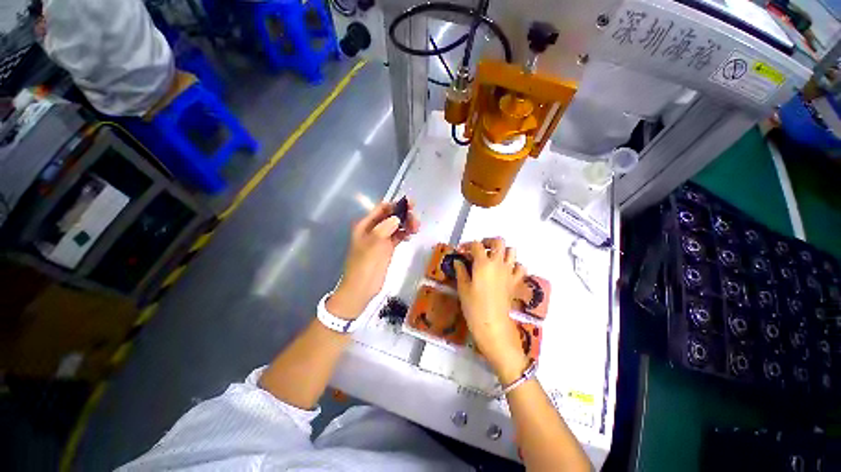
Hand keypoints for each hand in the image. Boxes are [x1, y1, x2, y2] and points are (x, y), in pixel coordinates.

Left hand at [327, 200, 419, 319]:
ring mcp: (381, 239)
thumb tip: (397, 218)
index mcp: (365, 225)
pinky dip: (405, 234)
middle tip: (415, 220)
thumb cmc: (364, 265)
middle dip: (403, 215)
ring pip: (396, 226)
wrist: (362, 288)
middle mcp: (374, 229)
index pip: (381, 209)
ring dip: (406, 224)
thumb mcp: (373, 244)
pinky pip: (398, 237)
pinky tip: (411, 235)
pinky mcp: (388, 249)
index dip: (395, 205)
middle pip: (391, 217)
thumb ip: (384, 229)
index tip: (410, 205)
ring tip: (416, 228)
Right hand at [454, 237, 528, 383]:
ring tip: (492, 257)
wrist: (493, 325)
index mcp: (483, 263)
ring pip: (511, 251)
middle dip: (488, 241)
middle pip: (498, 242)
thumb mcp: (463, 288)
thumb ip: (461, 271)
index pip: (476, 245)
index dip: (467, 245)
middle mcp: (498, 263)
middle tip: (479, 249)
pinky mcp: (515, 282)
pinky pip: (520, 267)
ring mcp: (509, 272)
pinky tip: (505, 270)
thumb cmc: (474, 307)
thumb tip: (458, 261)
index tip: (461, 251)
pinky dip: (514, 265)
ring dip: (502, 250)